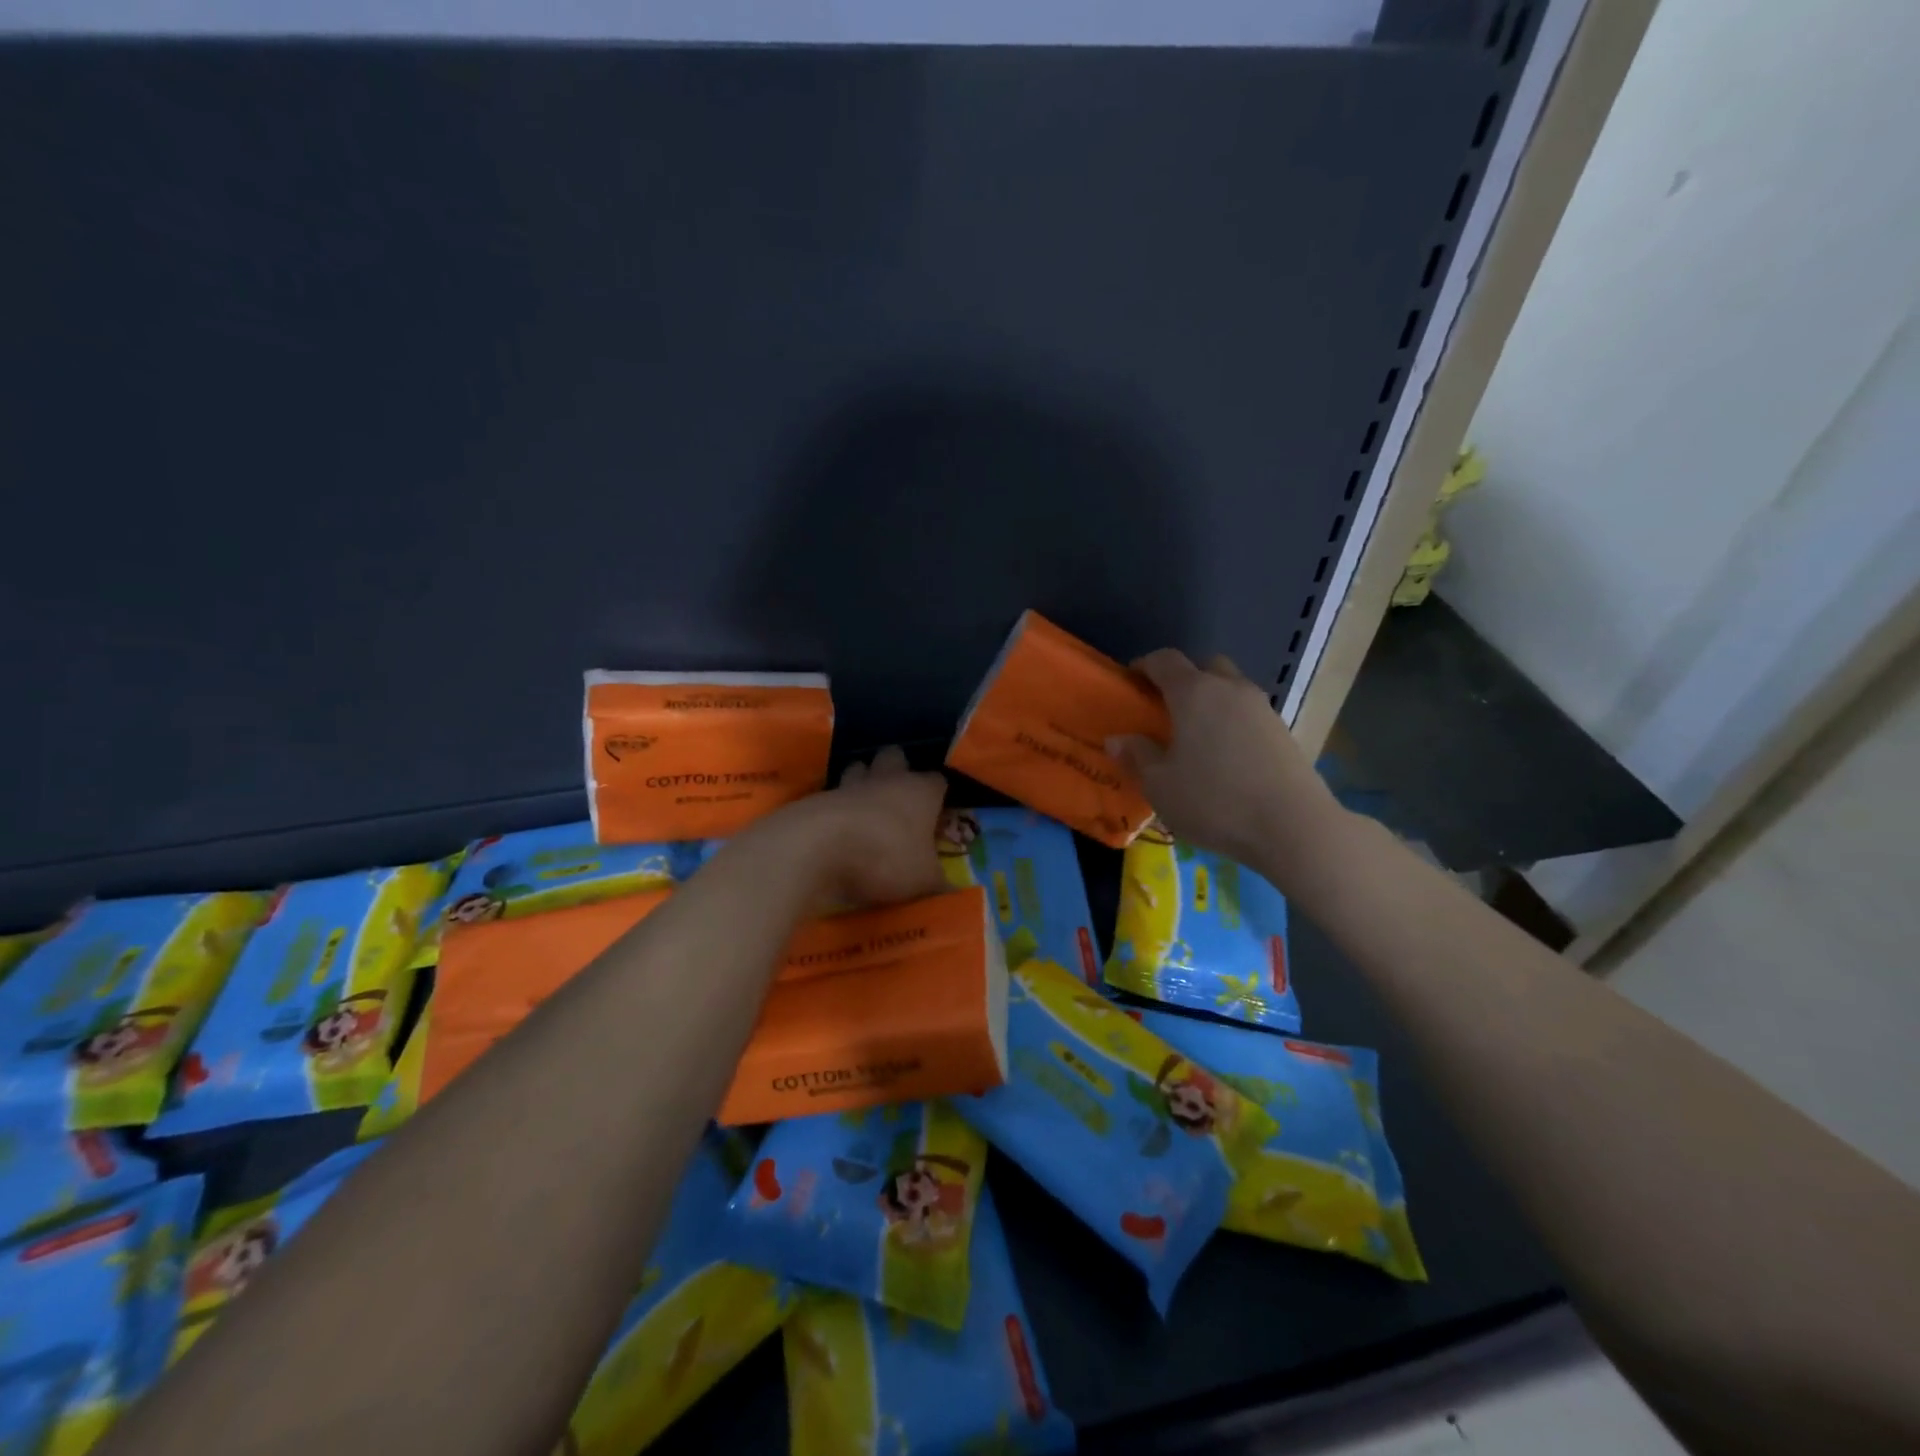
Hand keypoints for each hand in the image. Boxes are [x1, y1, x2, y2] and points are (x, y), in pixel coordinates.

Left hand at [799, 746, 949, 907]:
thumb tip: (948, 885)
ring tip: (866, 808)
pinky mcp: (819, 798)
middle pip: (895, 757)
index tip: (937, 813)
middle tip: (900, 797)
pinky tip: (839, 826)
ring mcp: (850, 785)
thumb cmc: (886, 857)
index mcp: (921, 791)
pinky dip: (838, 807)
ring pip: (859, 768)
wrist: (818, 848)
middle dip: (898, 769)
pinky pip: (834, 795)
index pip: (938, 780)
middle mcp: (887, 778)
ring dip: (863, 782)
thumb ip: (937, 879)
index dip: (938, 794)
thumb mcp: (923, 879)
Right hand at [1107, 649, 1342, 874]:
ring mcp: (1262, 708)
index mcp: (1194, 692)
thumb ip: (1137, 756)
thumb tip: (1118, 739)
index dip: (1144, 666)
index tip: (1131, 683)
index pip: (1164, 660)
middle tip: (1166, 710)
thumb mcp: (1160, 785)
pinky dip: (1232, 723)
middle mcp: (1230, 689)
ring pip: (1230, 689)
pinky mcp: (1283, 731)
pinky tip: (1225, 757)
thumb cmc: (1213, 801)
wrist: (1292, 826)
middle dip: (1183, 680)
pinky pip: (1248, 714)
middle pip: (1204, 666)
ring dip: (1211, 701)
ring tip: (1196, 737)